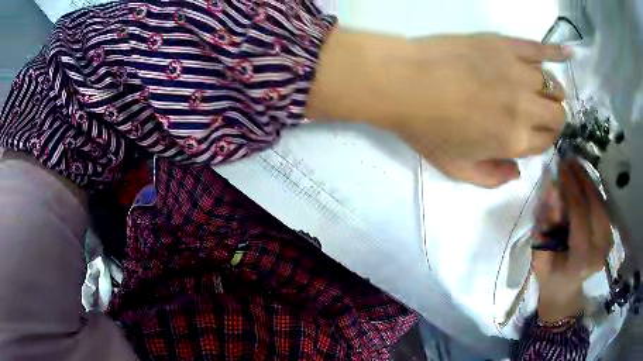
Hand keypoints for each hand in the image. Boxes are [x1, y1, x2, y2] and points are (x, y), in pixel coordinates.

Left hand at [308, 30, 569, 187]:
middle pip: (558, 115)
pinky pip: (540, 48)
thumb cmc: (425, 128)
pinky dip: (558, 52)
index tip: (531, 134)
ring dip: (552, 92)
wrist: (401, 82)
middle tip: (538, 114)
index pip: (546, 142)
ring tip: (540, 92)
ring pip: (553, 85)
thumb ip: (491, 178)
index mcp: (514, 140)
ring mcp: (517, 72)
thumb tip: (518, 173)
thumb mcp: (456, 169)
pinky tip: (570, 54)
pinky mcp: (505, 45)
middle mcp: (524, 107)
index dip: (541, 139)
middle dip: (552, 119)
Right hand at [533, 161, 613, 321]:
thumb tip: (551, 190)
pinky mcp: (610, 237)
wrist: (565, 292)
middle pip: (596, 206)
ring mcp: (607, 244)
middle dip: (583, 179)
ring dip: (589, 182)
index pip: (580, 215)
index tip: (560, 167)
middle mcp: (599, 250)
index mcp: (581, 259)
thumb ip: (545, 225)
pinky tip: (585, 181)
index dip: (571, 189)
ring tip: (576, 167)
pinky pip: (604, 208)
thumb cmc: (549, 277)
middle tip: (569, 160)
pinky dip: (594, 192)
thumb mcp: (540, 256)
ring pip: (602, 204)